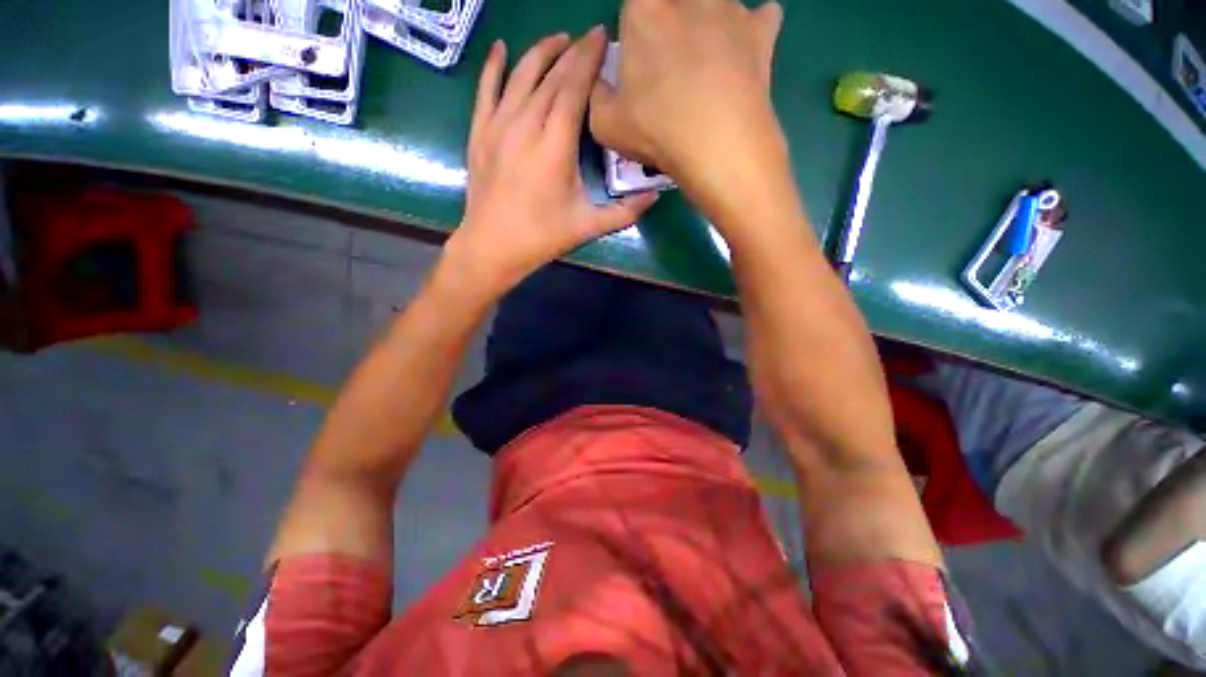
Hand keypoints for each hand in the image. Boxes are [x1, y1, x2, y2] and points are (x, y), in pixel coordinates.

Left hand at [445, 29, 658, 298]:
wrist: (493, 247)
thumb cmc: (542, 237)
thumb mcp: (588, 226)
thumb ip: (624, 212)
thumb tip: (656, 197)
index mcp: (555, 145)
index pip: (574, 87)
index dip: (588, 59)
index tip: (602, 36)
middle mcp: (526, 125)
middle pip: (550, 76)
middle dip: (571, 52)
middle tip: (588, 38)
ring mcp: (498, 126)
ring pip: (520, 75)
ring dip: (540, 52)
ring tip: (558, 39)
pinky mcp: (479, 133)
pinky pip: (485, 89)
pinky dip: (493, 66)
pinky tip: (501, 48)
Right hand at [590, 0, 784, 189]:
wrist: (717, 146)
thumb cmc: (656, 131)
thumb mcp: (604, 124)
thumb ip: (597, 94)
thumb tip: (604, 80)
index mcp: (644, 10)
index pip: (634, 6)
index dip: (635, 33)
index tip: (639, 59)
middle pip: (674, 4)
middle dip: (670, 28)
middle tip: (671, 65)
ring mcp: (729, 7)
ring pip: (716, 5)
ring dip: (708, 26)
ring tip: (706, 66)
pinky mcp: (761, 30)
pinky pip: (762, 16)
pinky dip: (752, 31)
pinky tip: (744, 55)